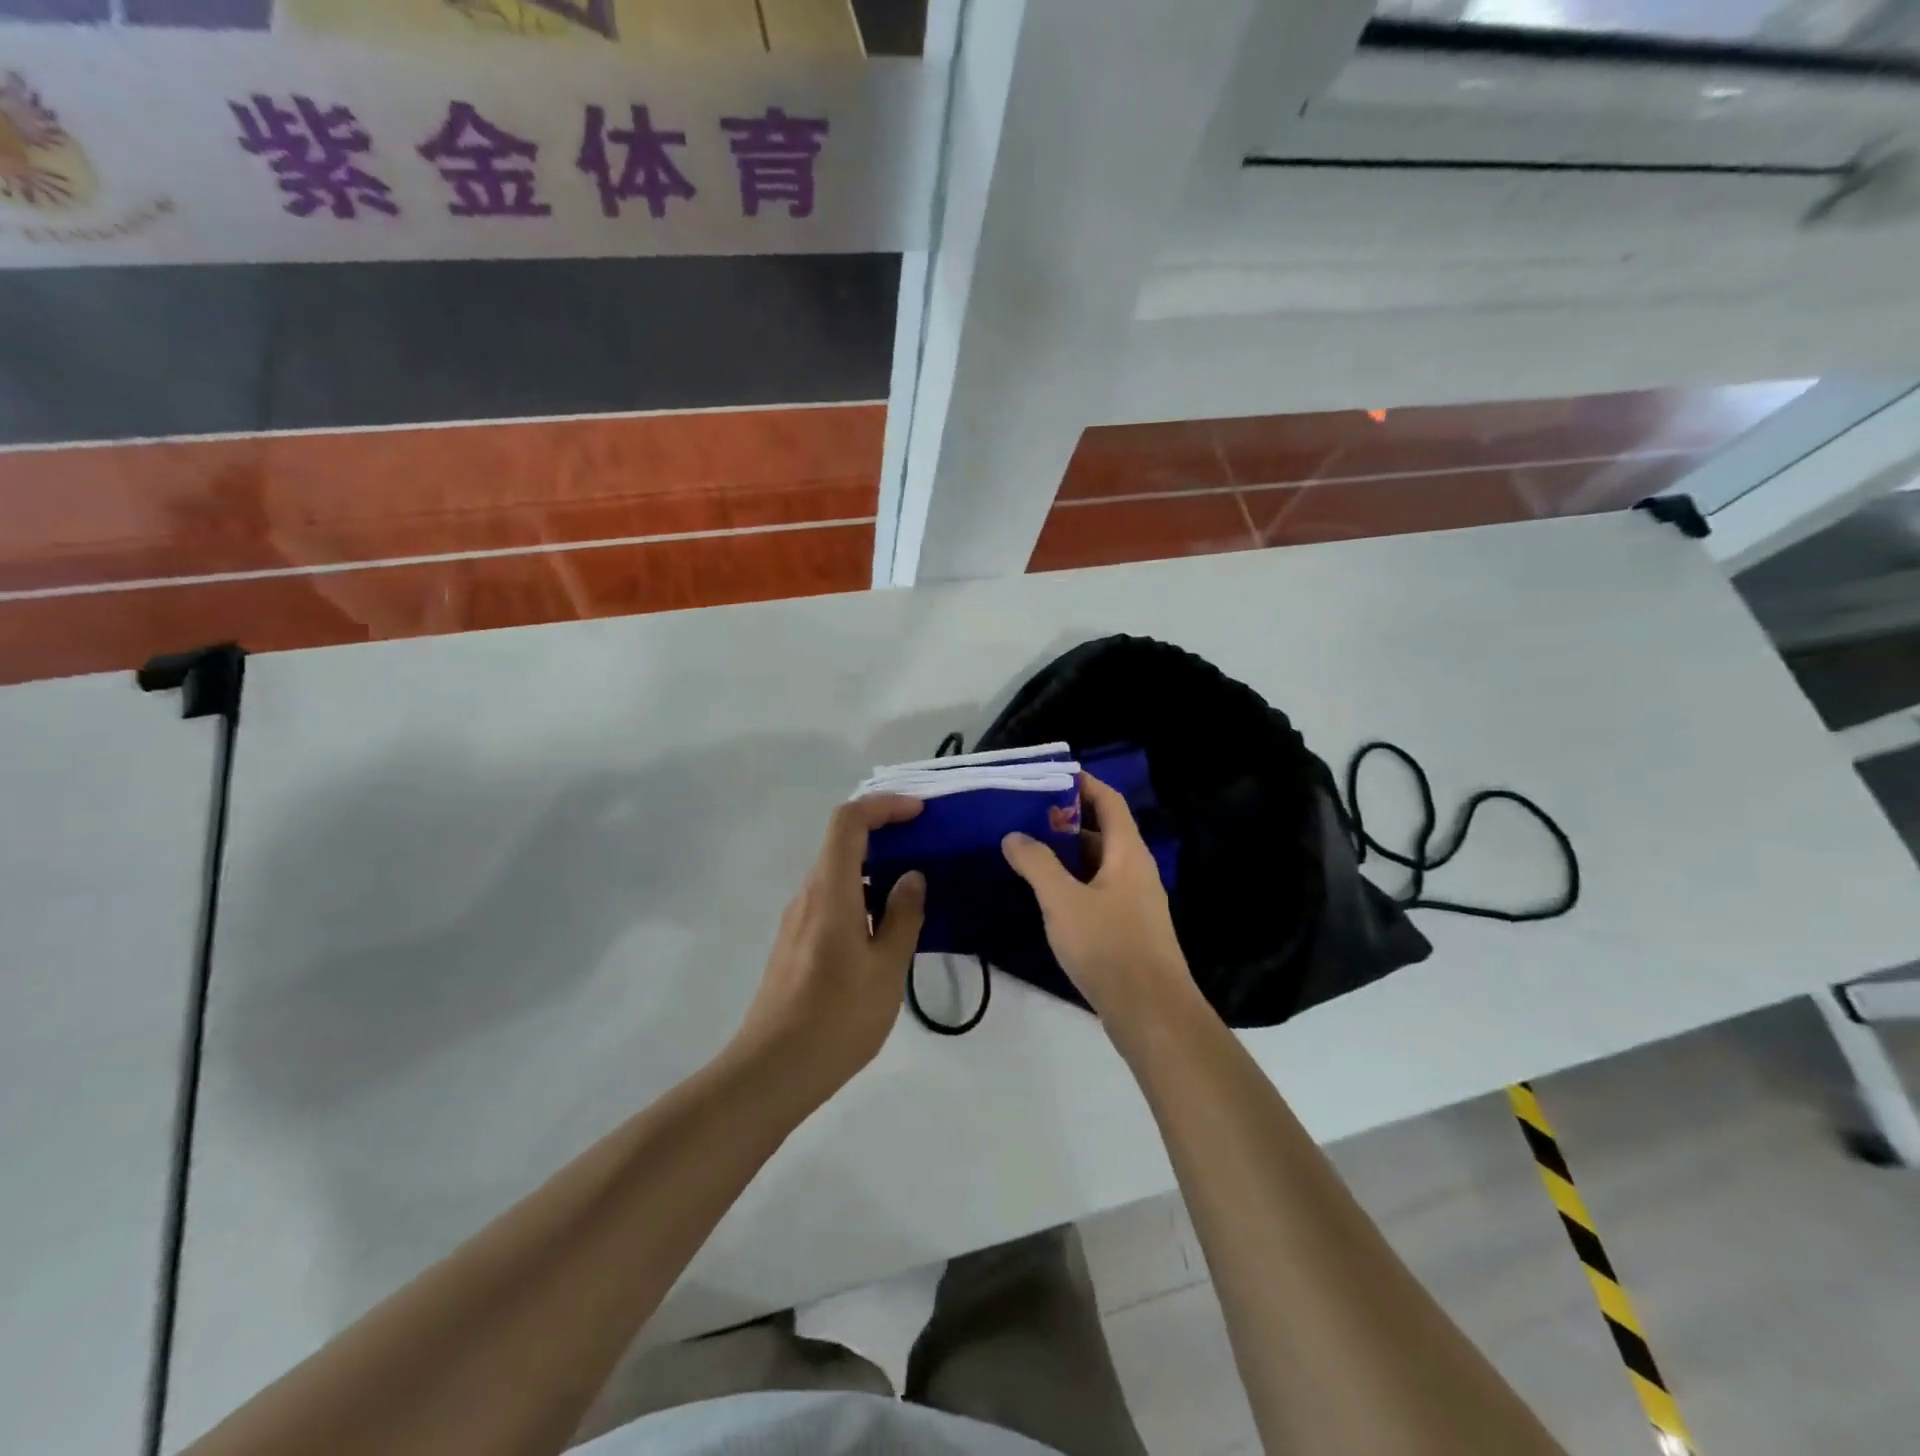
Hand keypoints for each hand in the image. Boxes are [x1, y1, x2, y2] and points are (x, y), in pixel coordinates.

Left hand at [730, 795, 926, 1103]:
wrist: (772, 1072)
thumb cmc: (836, 1018)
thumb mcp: (886, 969)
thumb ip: (903, 917)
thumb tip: (911, 877)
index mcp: (830, 891)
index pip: (849, 822)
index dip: (883, 806)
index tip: (919, 813)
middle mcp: (808, 896)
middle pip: (841, 843)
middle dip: (884, 834)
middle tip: (926, 847)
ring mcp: (797, 921)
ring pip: (837, 874)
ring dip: (874, 869)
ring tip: (915, 890)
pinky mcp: (795, 945)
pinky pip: (832, 901)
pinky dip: (861, 896)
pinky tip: (886, 929)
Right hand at [1002, 773, 1205, 1044]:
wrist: (1150, 1012)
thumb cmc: (1108, 946)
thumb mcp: (1063, 901)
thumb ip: (1036, 864)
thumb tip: (1014, 835)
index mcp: (1128, 852)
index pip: (1108, 801)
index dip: (1082, 783)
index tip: (1048, 775)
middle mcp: (1135, 869)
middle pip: (1102, 830)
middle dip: (1066, 819)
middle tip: (1025, 815)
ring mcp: (1134, 900)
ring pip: (1098, 863)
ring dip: (1066, 854)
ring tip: (1026, 850)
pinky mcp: (1127, 927)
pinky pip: (1098, 890)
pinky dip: (1073, 882)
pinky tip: (1046, 895)